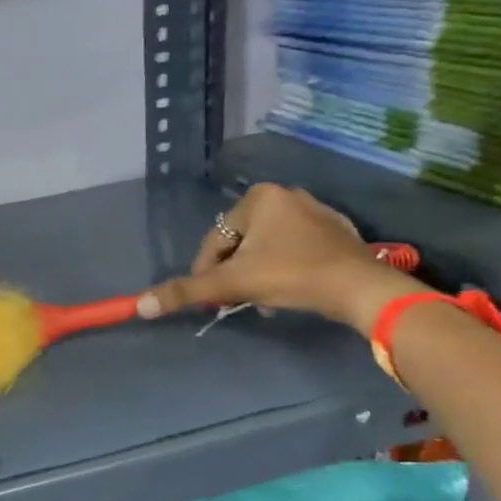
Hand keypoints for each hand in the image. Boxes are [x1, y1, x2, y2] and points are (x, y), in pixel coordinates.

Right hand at [136, 182, 417, 332]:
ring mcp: (315, 211)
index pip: (216, 239)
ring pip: (267, 247)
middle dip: (235, 273)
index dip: (206, 273)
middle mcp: (285, 195)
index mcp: (257, 198)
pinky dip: (284, 268)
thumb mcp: (233, 283)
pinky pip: (294, 248)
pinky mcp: (336, 231)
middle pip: (241, 242)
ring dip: (257, 273)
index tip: (209, 300)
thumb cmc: (292, 276)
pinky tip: (289, 290)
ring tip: (262, 300)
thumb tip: (140, 304)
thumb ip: (186, 291)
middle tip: (237, 300)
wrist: (361, 288)